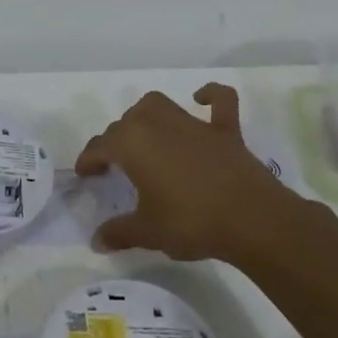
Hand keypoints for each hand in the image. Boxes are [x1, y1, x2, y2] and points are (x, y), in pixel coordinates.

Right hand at [75, 84, 312, 260]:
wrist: (252, 220)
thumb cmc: (191, 223)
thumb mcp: (148, 232)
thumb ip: (120, 233)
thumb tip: (97, 241)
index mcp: (132, 144)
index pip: (100, 146)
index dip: (88, 160)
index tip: (85, 174)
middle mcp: (158, 125)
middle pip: (126, 123)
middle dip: (115, 140)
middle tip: (114, 165)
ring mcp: (193, 124)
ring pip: (158, 105)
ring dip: (145, 115)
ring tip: (144, 135)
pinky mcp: (225, 130)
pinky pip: (219, 102)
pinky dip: (210, 96)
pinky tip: (201, 99)